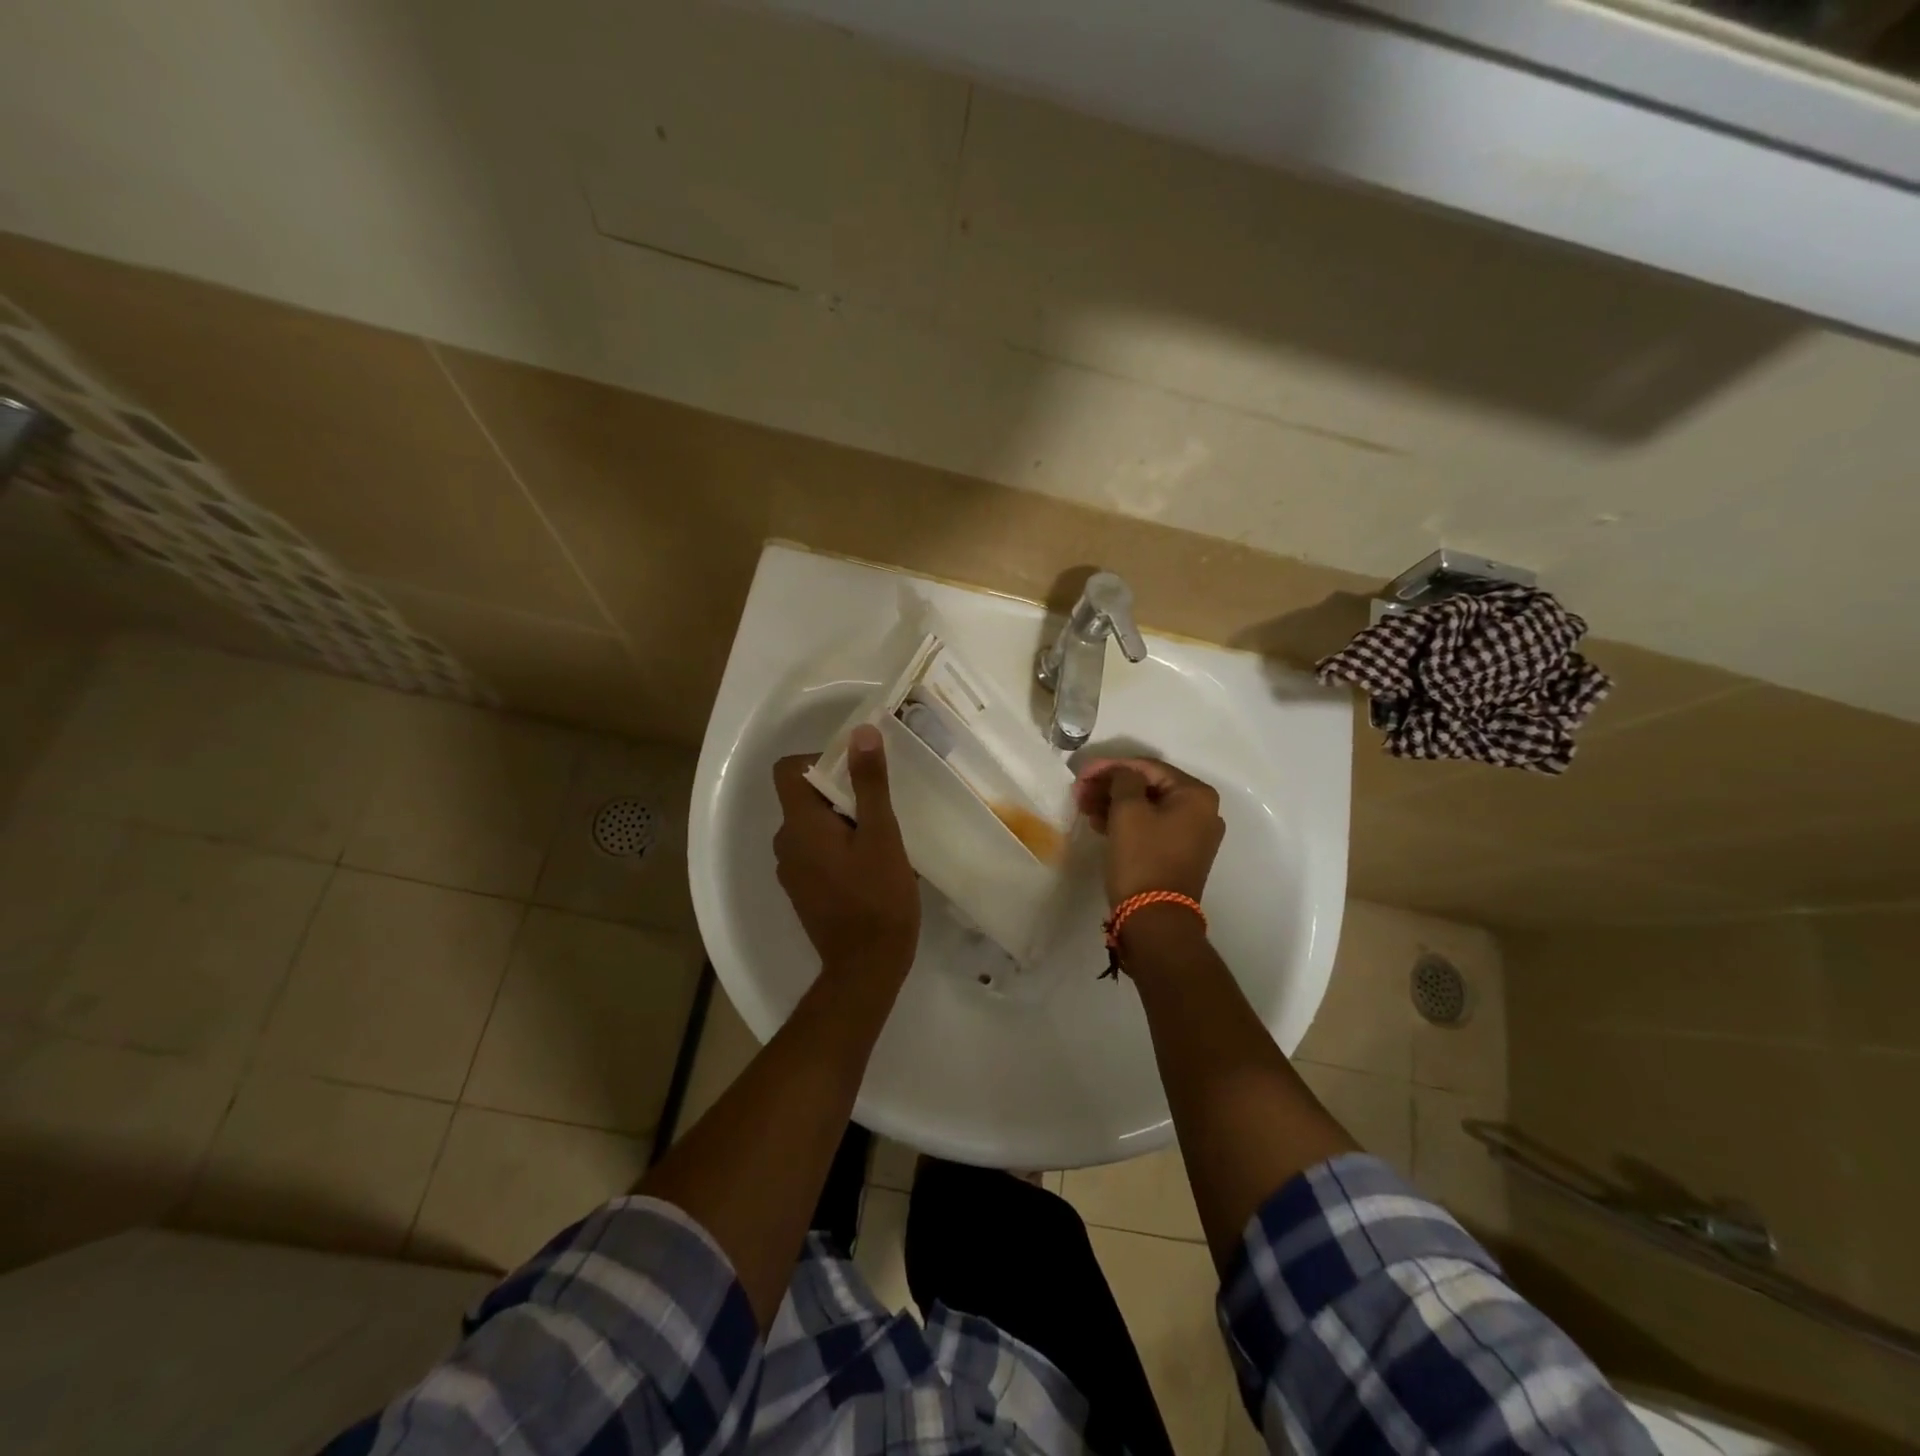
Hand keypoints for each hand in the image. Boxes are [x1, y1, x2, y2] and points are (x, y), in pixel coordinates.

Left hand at [773, 725, 919, 976]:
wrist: (866, 968)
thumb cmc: (878, 898)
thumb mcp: (882, 834)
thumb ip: (869, 783)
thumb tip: (861, 733)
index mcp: (799, 825)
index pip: (788, 770)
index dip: (819, 760)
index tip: (856, 773)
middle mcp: (785, 843)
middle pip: (804, 797)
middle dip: (840, 793)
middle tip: (880, 808)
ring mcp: (791, 871)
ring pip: (812, 827)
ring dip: (841, 822)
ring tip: (880, 838)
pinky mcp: (803, 891)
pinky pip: (815, 852)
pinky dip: (837, 848)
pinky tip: (870, 867)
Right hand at [1074, 758, 1224, 907]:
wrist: (1154, 919)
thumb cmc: (1142, 858)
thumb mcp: (1127, 810)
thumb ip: (1123, 780)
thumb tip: (1122, 774)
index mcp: (1196, 795)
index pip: (1148, 767)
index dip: (1111, 766)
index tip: (1082, 773)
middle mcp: (1203, 811)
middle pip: (1149, 787)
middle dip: (1111, 787)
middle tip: (1080, 791)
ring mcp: (1193, 835)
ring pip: (1147, 808)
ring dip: (1114, 804)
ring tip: (1084, 807)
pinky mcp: (1179, 854)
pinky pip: (1151, 827)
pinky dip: (1126, 822)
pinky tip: (1098, 823)